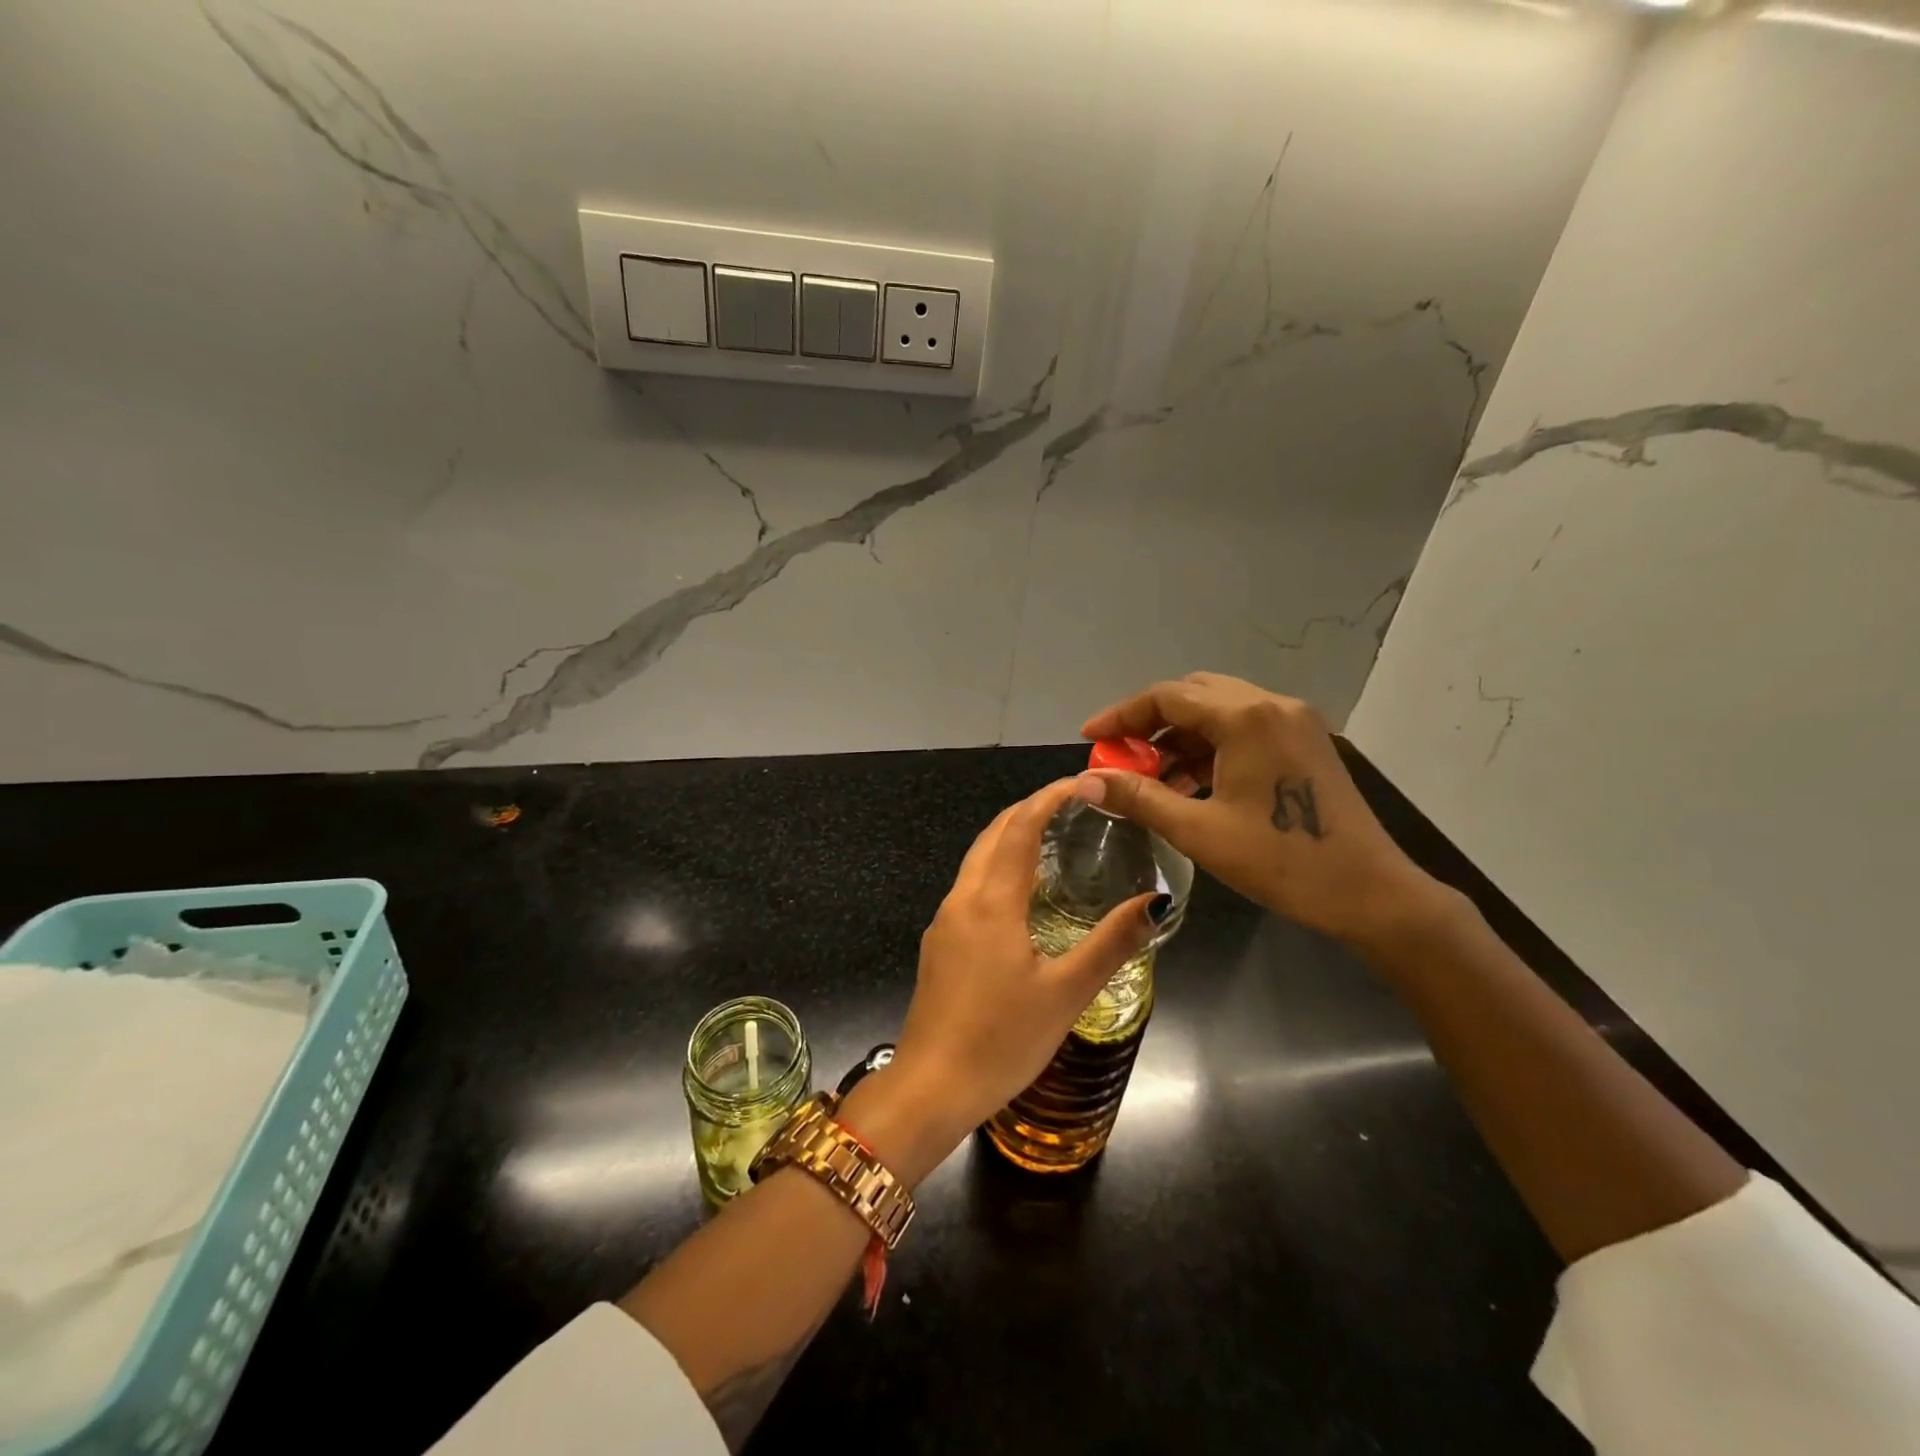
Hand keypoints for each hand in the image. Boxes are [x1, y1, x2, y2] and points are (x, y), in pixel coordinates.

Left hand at [868, 779, 1161, 1171]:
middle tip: (1072, 804)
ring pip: (977, 858)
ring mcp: (945, 921)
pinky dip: (998, 866)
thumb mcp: (1066, 994)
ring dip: (1010, 836)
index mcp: (991, 902)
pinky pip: (971, 884)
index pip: (1020, 828)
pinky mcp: (939, 943)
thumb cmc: (1001, 1041)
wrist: (930, 1088)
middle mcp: (962, 899)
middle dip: (1029, 809)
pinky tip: (1021, 891)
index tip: (1081, 783)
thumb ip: (1111, 943)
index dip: (1048, 798)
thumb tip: (1156, 902)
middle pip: (993, 834)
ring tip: (1052, 837)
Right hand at [1076, 673, 1444, 949]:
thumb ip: (1137, 797)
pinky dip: (1210, 746)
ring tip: (1152, 777)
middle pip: (1193, 694)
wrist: (1370, 893)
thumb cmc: (1281, 861)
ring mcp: (1294, 721)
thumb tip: (1083, 782)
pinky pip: (1244, 728)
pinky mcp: (1306, 741)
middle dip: (1150, 722)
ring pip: (1219, 710)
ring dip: (1180, 736)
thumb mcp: (1198, 830)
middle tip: (1121, 758)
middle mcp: (1271, 704)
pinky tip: (1191, 782)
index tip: (1090, 739)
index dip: (1121, 716)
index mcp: (1245, 717)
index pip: (1166, 696)